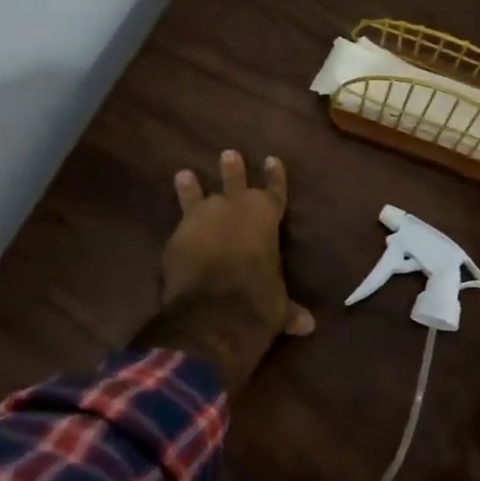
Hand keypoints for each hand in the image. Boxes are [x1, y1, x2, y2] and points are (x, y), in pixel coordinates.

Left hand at [163, 150, 314, 338]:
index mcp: (267, 218)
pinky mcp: (177, 236)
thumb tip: (308, 326)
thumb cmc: (258, 302)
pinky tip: (170, 222)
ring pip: (198, 196)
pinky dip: (175, 222)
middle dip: (233, 170)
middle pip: (235, 183)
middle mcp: (235, 210)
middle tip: (228, 154)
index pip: (274, 191)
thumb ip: (289, 310)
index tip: (272, 159)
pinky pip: (178, 222)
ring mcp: (203, 219)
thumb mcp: (279, 307)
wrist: (213, 312)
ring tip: (184, 174)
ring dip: (192, 187)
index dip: (274, 176)